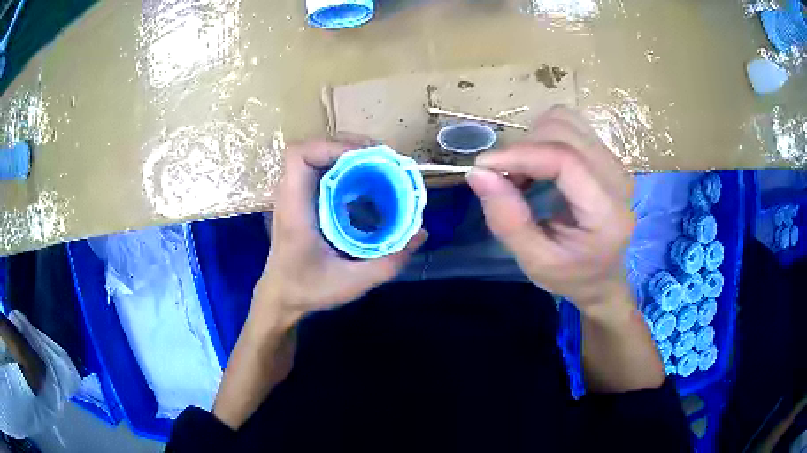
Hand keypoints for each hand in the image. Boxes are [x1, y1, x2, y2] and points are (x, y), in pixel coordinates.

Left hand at [253, 140, 426, 329]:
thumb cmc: (307, 289)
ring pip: (317, 157)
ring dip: (348, 155)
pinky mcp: (301, 199)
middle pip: (312, 149)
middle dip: (348, 147)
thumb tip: (420, 233)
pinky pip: (321, 171)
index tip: (365, 157)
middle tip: (382, 160)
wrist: (281, 296)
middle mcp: (291, 195)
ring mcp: (294, 195)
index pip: (299, 156)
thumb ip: (388, 262)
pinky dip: (344, 168)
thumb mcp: (352, 283)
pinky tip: (366, 183)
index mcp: (295, 209)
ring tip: (378, 166)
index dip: (331, 146)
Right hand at [466, 106, 633, 311]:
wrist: (603, 276)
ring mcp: (614, 162)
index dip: (520, 155)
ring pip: (565, 120)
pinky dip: (543, 137)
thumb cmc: (571, 275)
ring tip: (522, 172)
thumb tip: (478, 173)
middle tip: (504, 180)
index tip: (483, 166)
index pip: (565, 159)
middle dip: (523, 148)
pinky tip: (537, 164)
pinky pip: (569, 125)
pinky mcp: (606, 154)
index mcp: (606, 212)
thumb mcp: (535, 262)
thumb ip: (507, 220)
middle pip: (563, 131)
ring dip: (532, 139)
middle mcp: (617, 177)